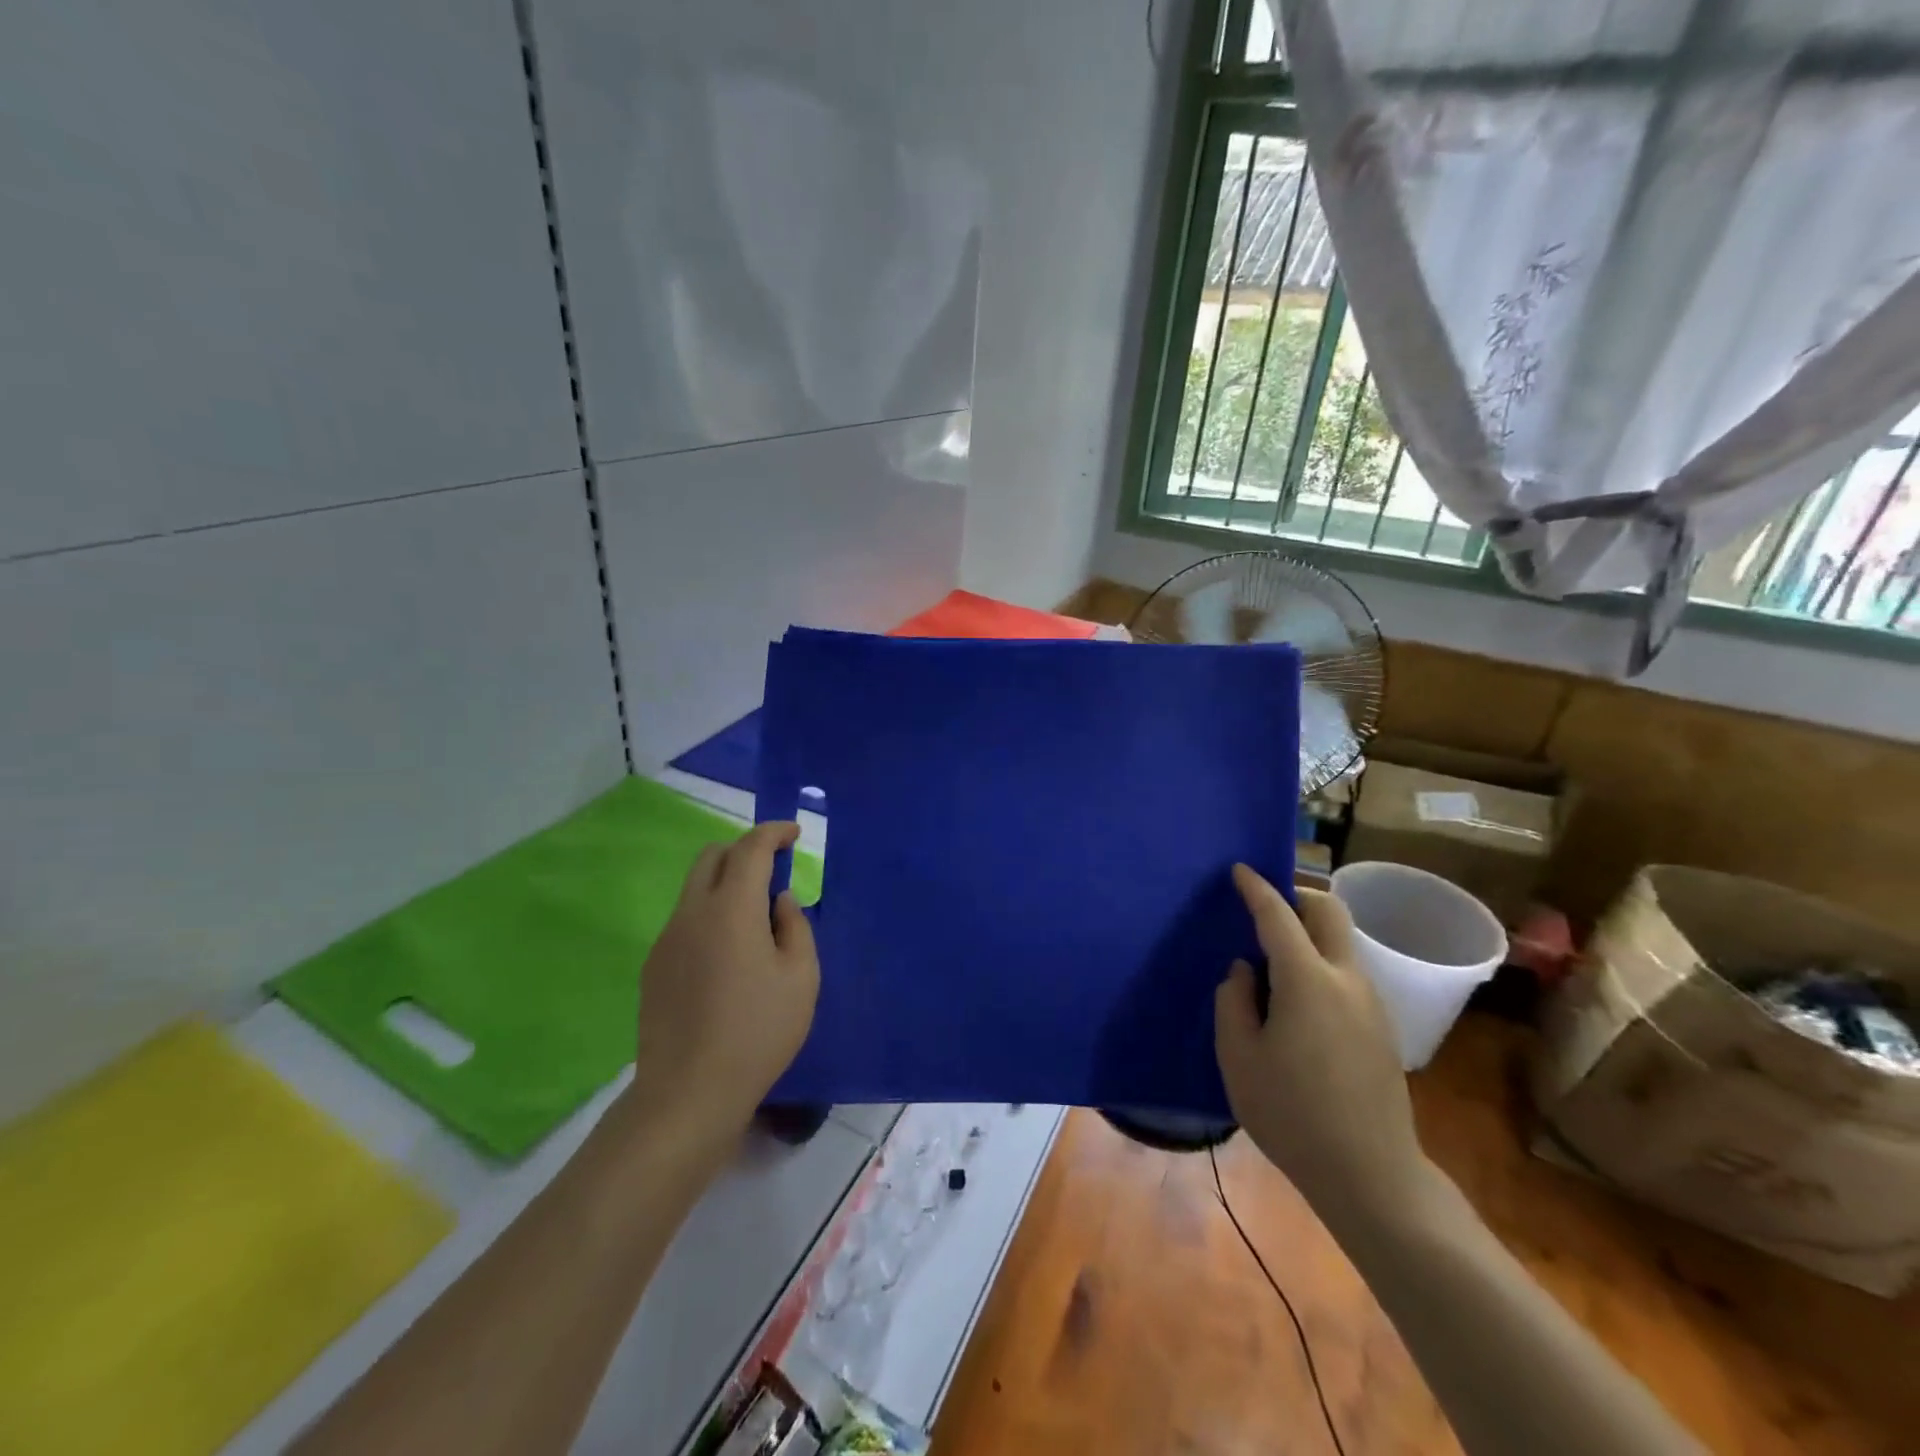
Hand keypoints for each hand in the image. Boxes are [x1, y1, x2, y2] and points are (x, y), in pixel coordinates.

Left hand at [627, 822, 819, 1145]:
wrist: (688, 1092)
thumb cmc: (758, 1031)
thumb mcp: (801, 977)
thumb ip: (795, 926)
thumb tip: (779, 901)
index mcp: (731, 909)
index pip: (750, 848)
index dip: (773, 832)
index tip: (793, 833)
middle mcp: (692, 912)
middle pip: (712, 856)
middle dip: (745, 850)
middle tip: (774, 870)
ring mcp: (667, 938)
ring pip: (695, 887)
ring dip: (726, 883)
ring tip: (755, 919)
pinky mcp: (654, 965)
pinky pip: (685, 919)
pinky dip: (710, 913)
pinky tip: (728, 956)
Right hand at [1214, 864, 1433, 1233]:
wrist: (1371, 1175)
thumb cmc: (1292, 1114)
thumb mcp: (1238, 1058)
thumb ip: (1234, 1002)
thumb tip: (1245, 971)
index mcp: (1307, 980)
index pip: (1279, 915)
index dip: (1256, 888)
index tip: (1239, 870)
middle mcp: (1346, 979)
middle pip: (1329, 912)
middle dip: (1296, 897)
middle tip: (1263, 911)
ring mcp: (1371, 1002)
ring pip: (1341, 942)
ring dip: (1309, 933)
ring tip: (1271, 963)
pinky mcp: (1381, 1027)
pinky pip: (1347, 972)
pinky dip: (1320, 962)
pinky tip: (1296, 1001)